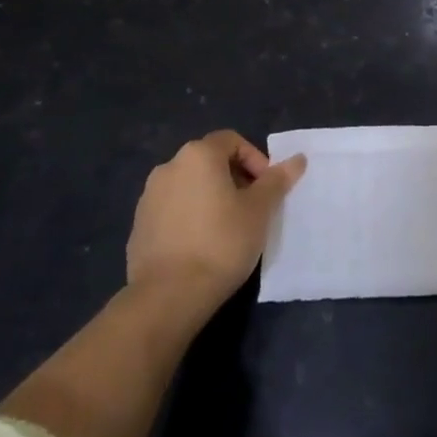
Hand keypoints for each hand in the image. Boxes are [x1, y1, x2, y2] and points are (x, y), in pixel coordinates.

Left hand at [127, 130, 306, 318]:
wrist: (168, 295)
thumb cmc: (222, 242)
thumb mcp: (260, 210)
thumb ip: (277, 180)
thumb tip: (297, 159)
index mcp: (198, 156)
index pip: (232, 140)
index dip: (255, 159)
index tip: (267, 188)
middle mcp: (168, 167)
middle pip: (209, 161)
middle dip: (235, 178)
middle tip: (253, 207)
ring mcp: (149, 197)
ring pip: (190, 186)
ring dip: (212, 197)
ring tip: (229, 227)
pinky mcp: (139, 226)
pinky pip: (173, 210)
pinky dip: (191, 217)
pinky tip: (203, 245)